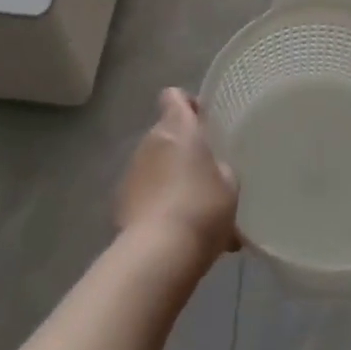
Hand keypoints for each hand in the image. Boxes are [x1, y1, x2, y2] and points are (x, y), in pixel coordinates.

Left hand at [116, 88, 239, 267]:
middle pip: (166, 133)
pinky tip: (173, 230)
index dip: (187, 105)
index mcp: (178, 128)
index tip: (202, 122)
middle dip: (182, 150)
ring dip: (169, 177)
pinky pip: (143, 191)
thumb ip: (220, 168)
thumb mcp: (229, 186)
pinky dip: (155, 202)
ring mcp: (132, 169)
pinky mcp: (120, 200)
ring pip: (155, 164)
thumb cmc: (202, 208)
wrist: (158, 253)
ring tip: (191, 211)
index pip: (174, 96)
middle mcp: (151, 140)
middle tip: (204, 175)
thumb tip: (213, 171)